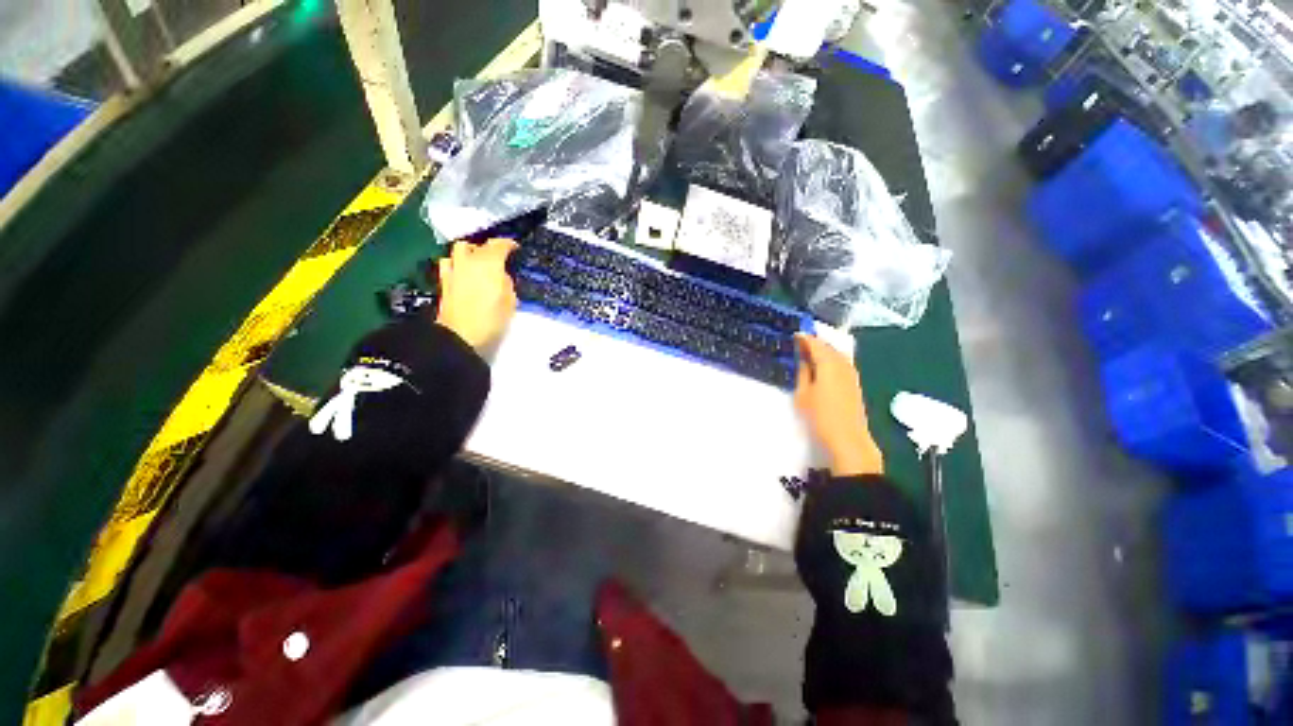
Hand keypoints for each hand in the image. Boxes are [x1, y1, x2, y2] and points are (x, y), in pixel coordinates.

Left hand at [435, 238, 518, 349]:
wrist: (460, 334)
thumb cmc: (491, 319)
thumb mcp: (510, 302)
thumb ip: (507, 284)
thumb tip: (501, 276)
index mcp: (490, 264)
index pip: (499, 245)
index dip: (508, 244)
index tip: (515, 248)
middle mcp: (470, 261)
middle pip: (478, 244)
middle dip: (488, 247)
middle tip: (497, 257)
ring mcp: (454, 269)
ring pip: (460, 248)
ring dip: (470, 251)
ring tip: (478, 261)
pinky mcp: (444, 280)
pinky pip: (449, 262)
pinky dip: (457, 262)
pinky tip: (462, 271)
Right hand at [794, 333, 883, 476]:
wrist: (848, 438)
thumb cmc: (821, 416)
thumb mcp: (803, 393)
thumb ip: (803, 372)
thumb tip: (803, 359)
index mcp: (828, 364)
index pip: (816, 344)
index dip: (805, 338)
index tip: (794, 335)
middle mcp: (843, 364)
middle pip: (828, 346)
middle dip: (815, 342)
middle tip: (800, 342)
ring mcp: (851, 374)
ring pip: (837, 354)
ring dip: (824, 350)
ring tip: (810, 352)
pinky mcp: (854, 383)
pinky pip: (842, 362)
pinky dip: (831, 358)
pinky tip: (823, 365)